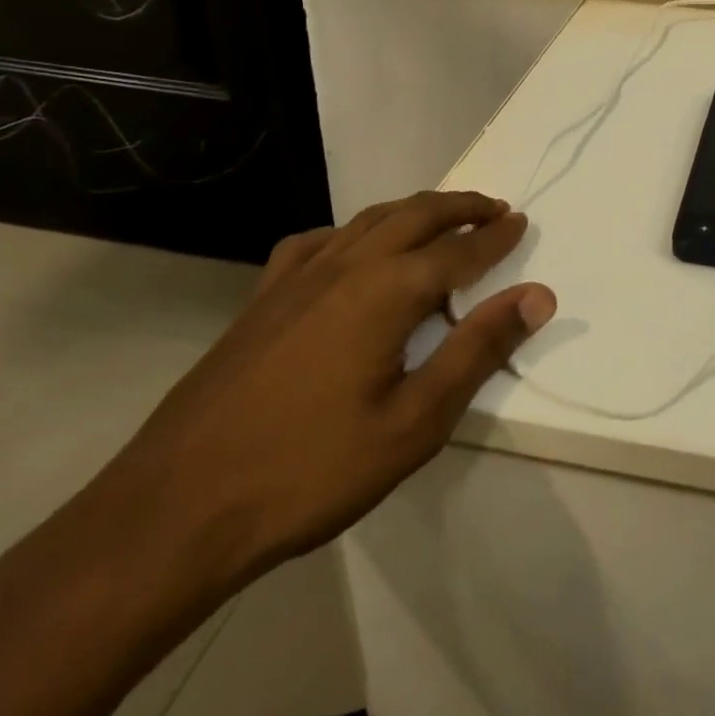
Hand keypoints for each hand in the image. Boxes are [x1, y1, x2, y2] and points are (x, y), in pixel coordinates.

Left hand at [90, 191, 554, 591]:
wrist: (177, 508)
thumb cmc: (311, 470)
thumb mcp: (415, 422)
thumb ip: (478, 350)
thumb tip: (537, 296)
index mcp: (387, 290)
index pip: (459, 250)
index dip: (495, 236)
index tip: (521, 221)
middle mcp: (346, 265)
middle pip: (415, 216)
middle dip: (460, 207)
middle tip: (493, 208)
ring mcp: (296, 277)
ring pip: (368, 220)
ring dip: (413, 211)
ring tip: (440, 217)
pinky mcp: (262, 298)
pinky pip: (317, 242)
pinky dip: (352, 232)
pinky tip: (351, 251)